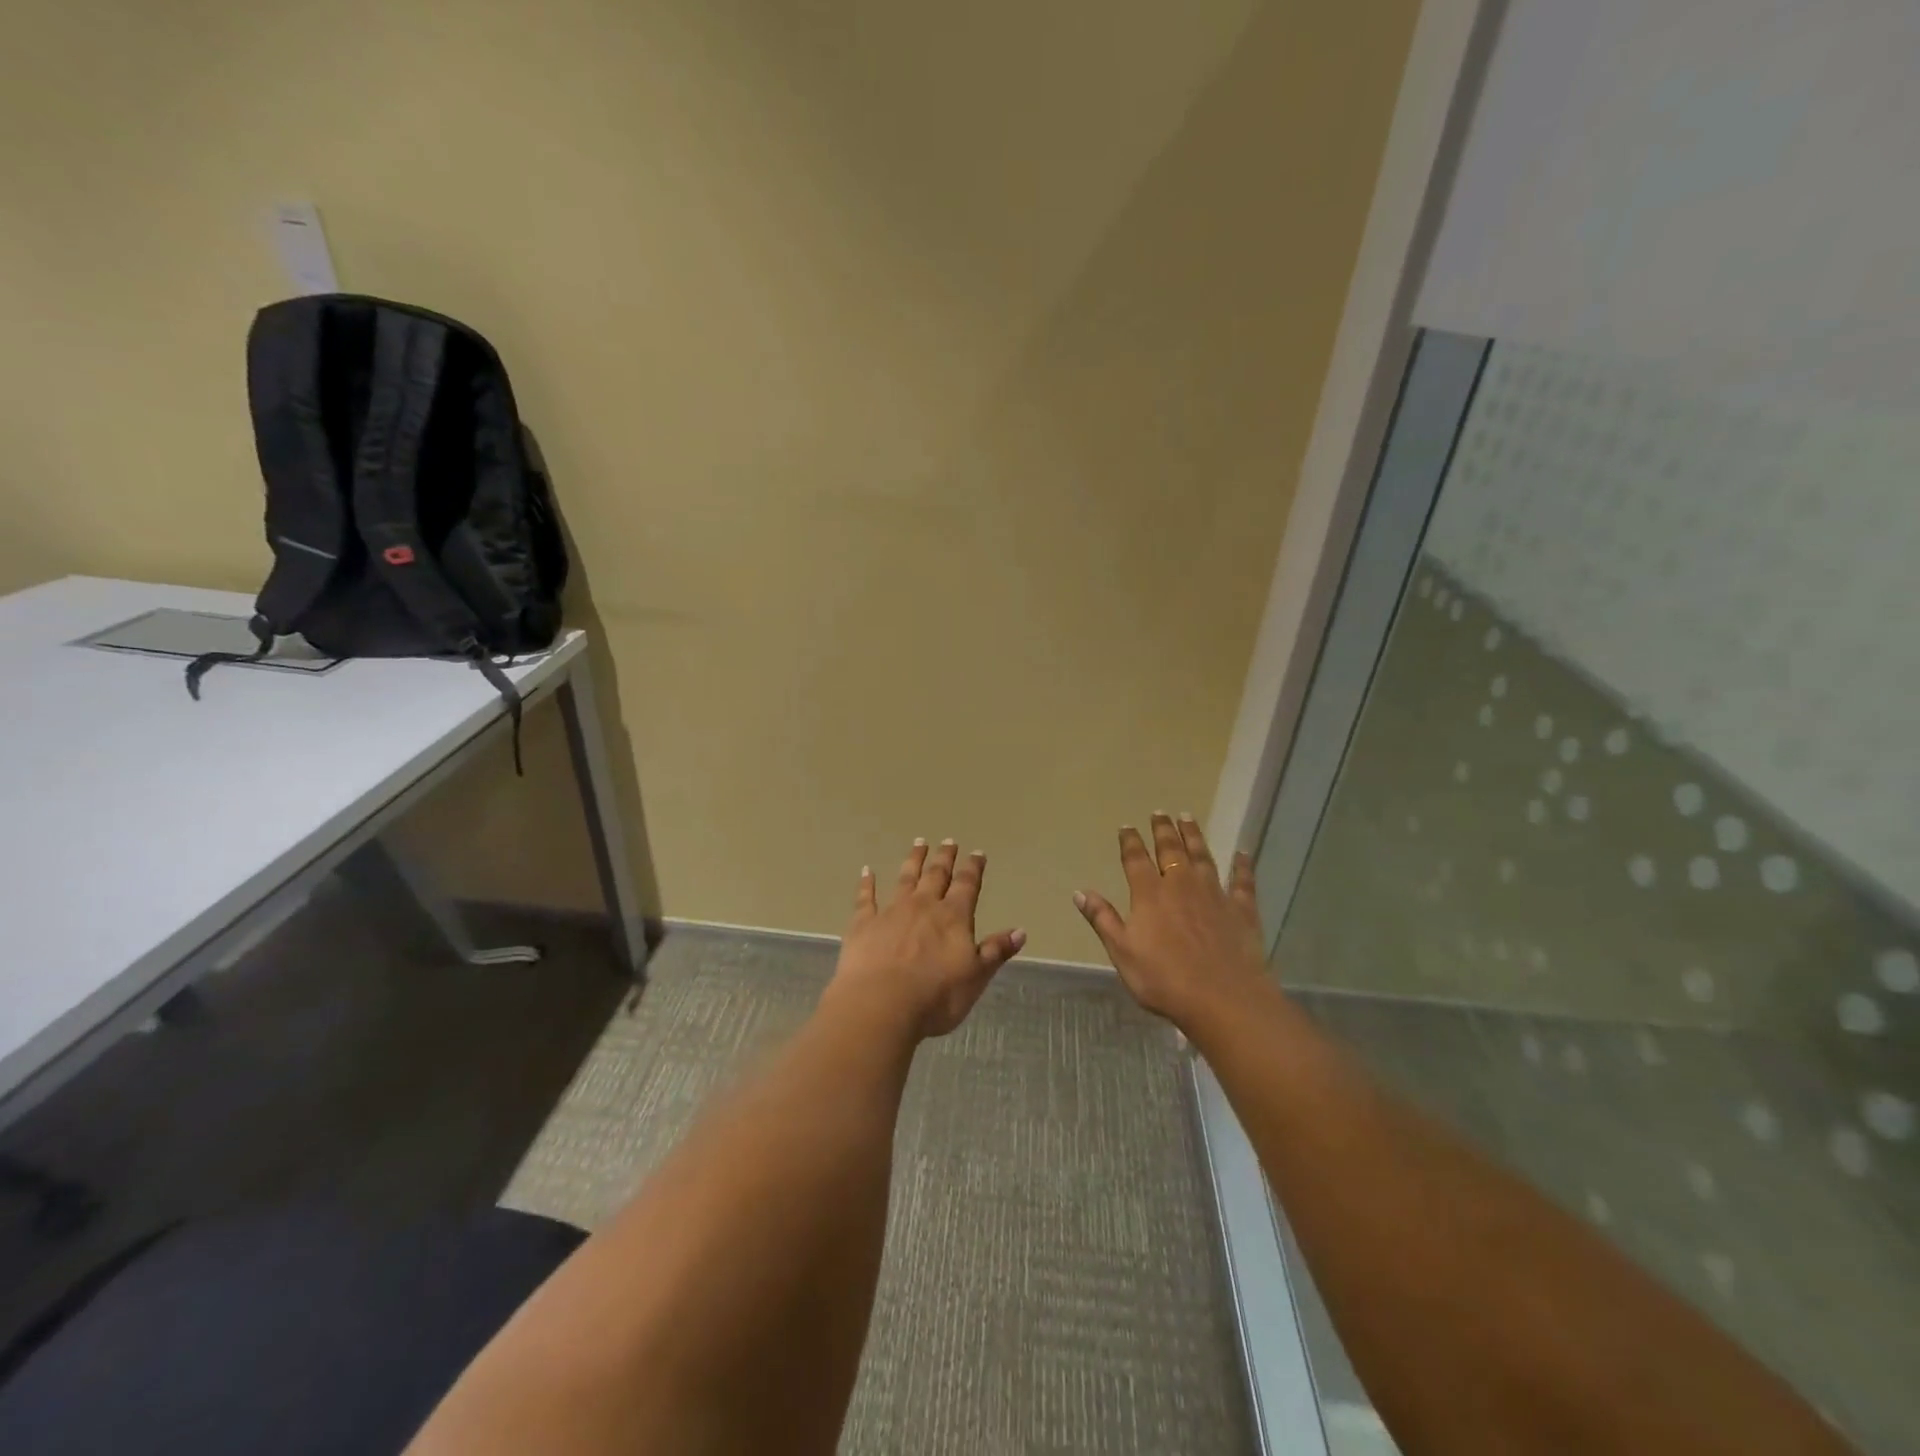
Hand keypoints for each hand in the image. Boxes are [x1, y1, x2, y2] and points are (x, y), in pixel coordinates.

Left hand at [827, 839, 1025, 1039]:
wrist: (881, 1004)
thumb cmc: (936, 996)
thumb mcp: (976, 977)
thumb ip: (995, 951)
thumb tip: (1020, 931)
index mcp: (953, 917)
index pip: (967, 885)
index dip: (973, 868)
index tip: (977, 853)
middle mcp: (924, 906)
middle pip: (936, 875)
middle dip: (944, 857)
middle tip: (948, 841)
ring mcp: (891, 911)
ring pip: (905, 878)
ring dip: (913, 860)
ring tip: (918, 843)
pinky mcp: (864, 924)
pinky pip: (866, 898)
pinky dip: (867, 883)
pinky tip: (867, 871)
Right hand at [1074, 812, 1268, 1028]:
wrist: (1223, 998)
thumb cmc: (1165, 979)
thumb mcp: (1123, 952)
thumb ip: (1102, 919)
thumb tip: (1079, 892)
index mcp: (1150, 894)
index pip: (1136, 859)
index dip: (1130, 841)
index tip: (1126, 827)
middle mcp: (1181, 884)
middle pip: (1170, 850)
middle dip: (1163, 830)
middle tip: (1159, 812)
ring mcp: (1214, 894)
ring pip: (1202, 856)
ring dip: (1194, 836)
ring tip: (1188, 818)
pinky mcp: (1242, 909)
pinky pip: (1242, 880)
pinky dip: (1242, 865)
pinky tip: (1242, 853)